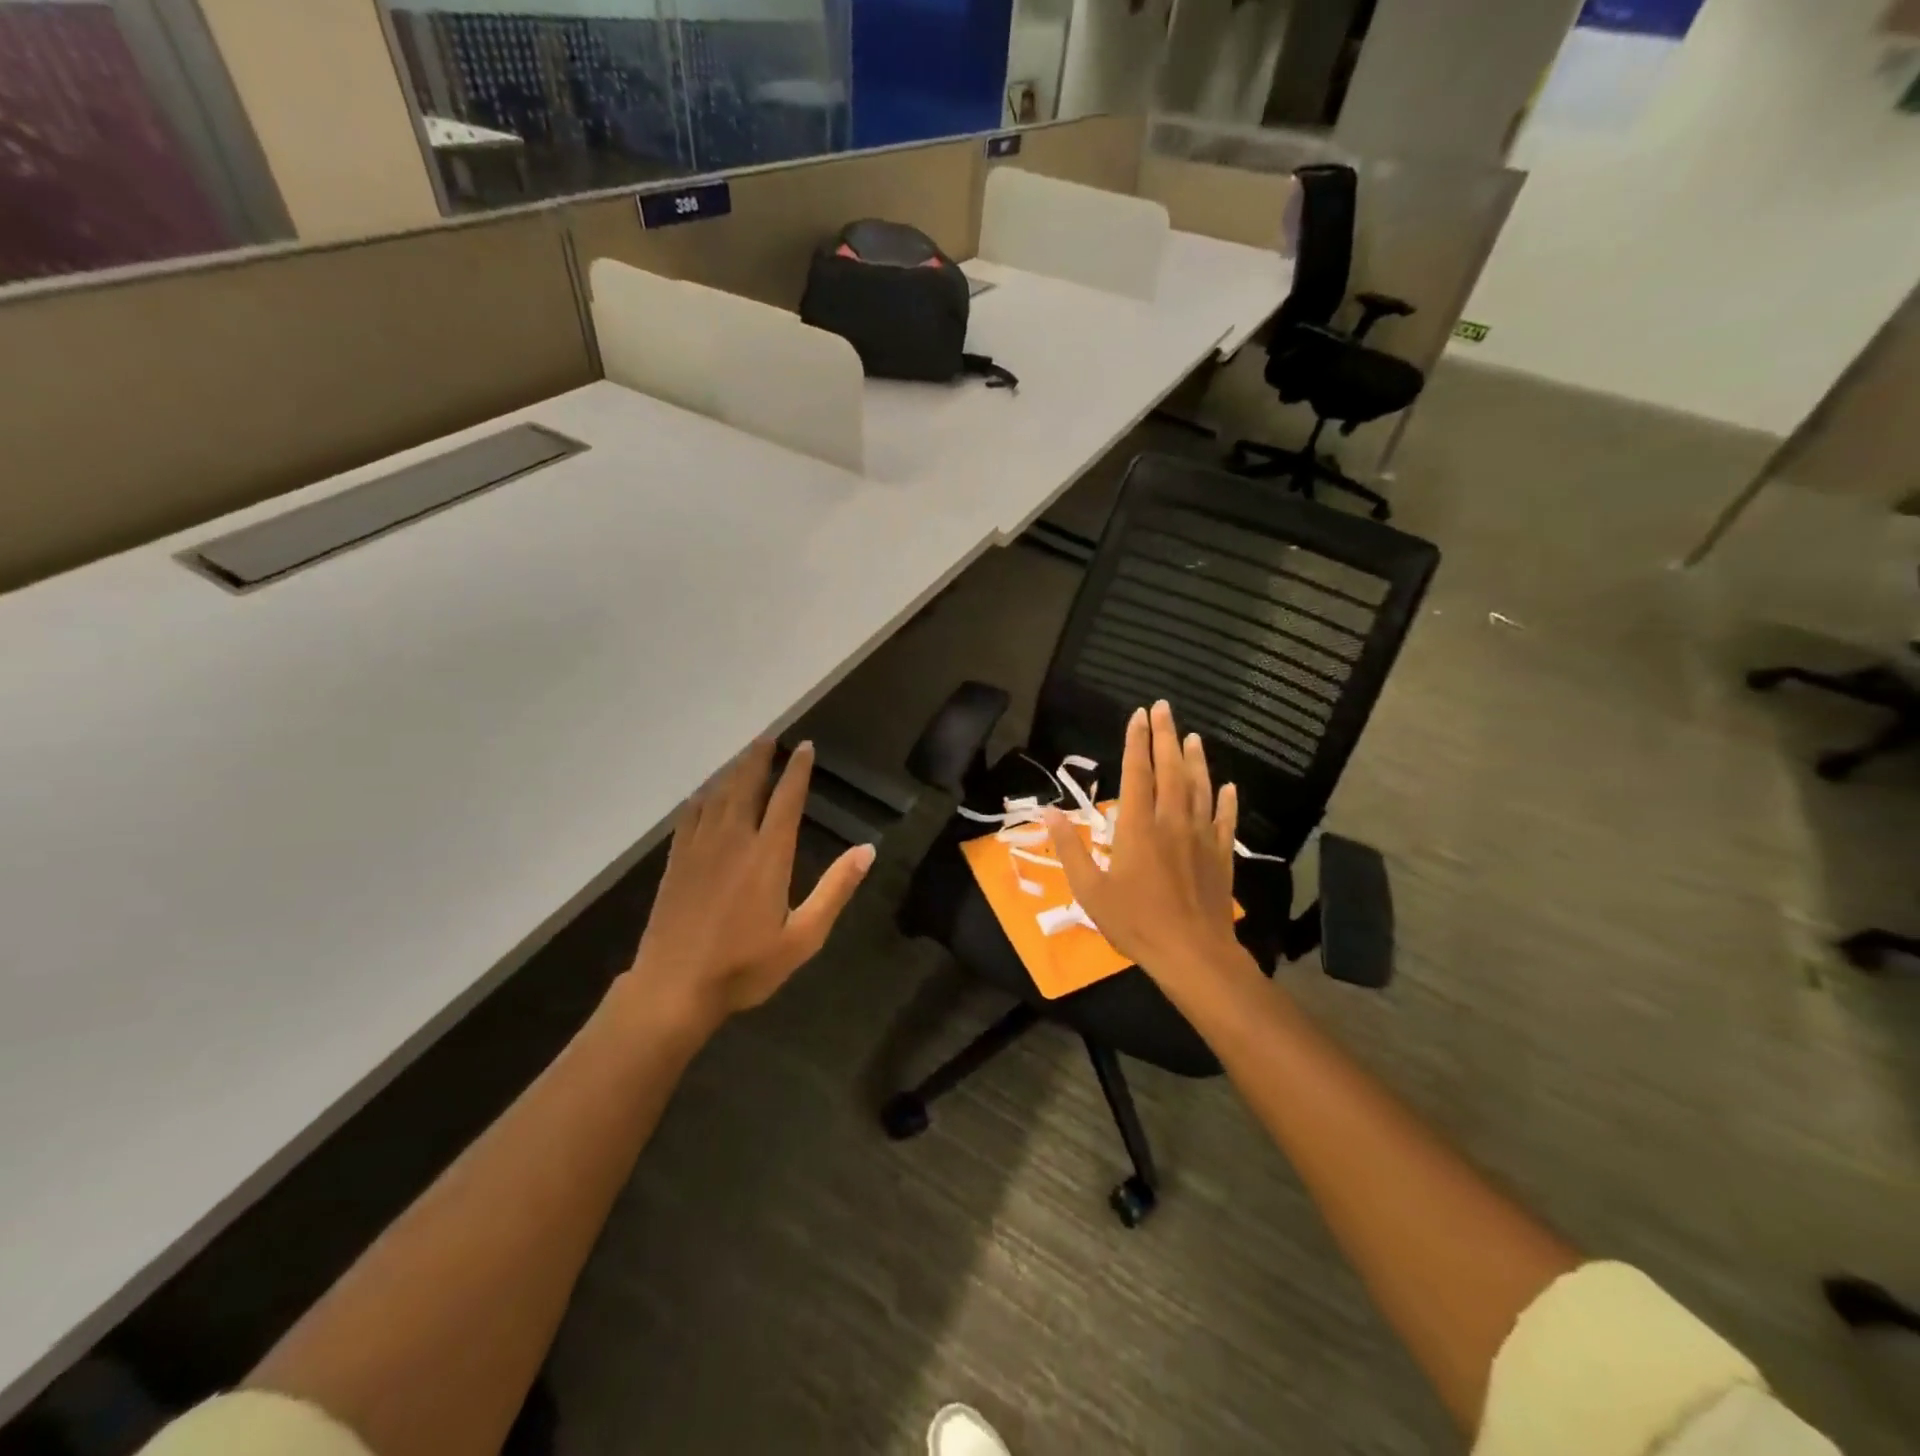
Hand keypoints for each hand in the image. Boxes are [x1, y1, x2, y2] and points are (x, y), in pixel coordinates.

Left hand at [623, 740, 873, 1027]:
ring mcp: (699, 848)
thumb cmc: (745, 966)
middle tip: (769, 738)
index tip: (804, 747)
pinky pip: (690, 816)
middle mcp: (733, 840)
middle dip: (760, 759)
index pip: (786, 799)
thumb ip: (835, 889)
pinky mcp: (676, 862)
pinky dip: (703, 797)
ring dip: (733, 771)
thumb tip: (868, 850)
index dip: (797, 770)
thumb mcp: (804, 936)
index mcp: (768, 855)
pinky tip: (705, 795)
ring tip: (744, 756)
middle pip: (747, 786)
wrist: (674, 988)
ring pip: (718, 795)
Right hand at [1044, 701, 1242, 990]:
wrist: (1192, 955)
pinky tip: (1228, 787)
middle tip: (1165, 708)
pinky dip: (1226, 801)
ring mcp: (1201, 838)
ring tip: (1193, 736)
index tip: (1139, 714)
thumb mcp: (1089, 890)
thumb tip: (1049, 812)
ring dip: (1196, 760)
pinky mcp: (1221, 857)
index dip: (1137, 742)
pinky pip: (1225, 821)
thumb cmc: (1135, 923)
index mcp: (1138, 828)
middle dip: (1166, 736)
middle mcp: (1172, 823)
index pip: (1138, 773)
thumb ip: (1069, 848)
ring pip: (1200, 789)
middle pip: (1171, 771)